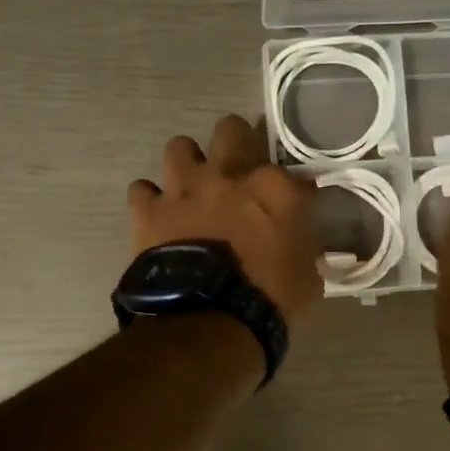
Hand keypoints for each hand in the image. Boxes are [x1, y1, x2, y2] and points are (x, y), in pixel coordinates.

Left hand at [129, 115, 323, 324]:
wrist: (209, 320)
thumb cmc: (268, 301)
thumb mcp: (308, 276)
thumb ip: (305, 247)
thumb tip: (304, 241)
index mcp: (274, 188)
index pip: (287, 167)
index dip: (284, 182)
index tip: (286, 198)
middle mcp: (228, 175)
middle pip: (230, 129)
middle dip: (234, 140)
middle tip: (235, 166)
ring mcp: (184, 189)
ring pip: (179, 147)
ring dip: (186, 164)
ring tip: (190, 187)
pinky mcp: (148, 210)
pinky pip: (142, 189)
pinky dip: (149, 200)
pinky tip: (156, 215)